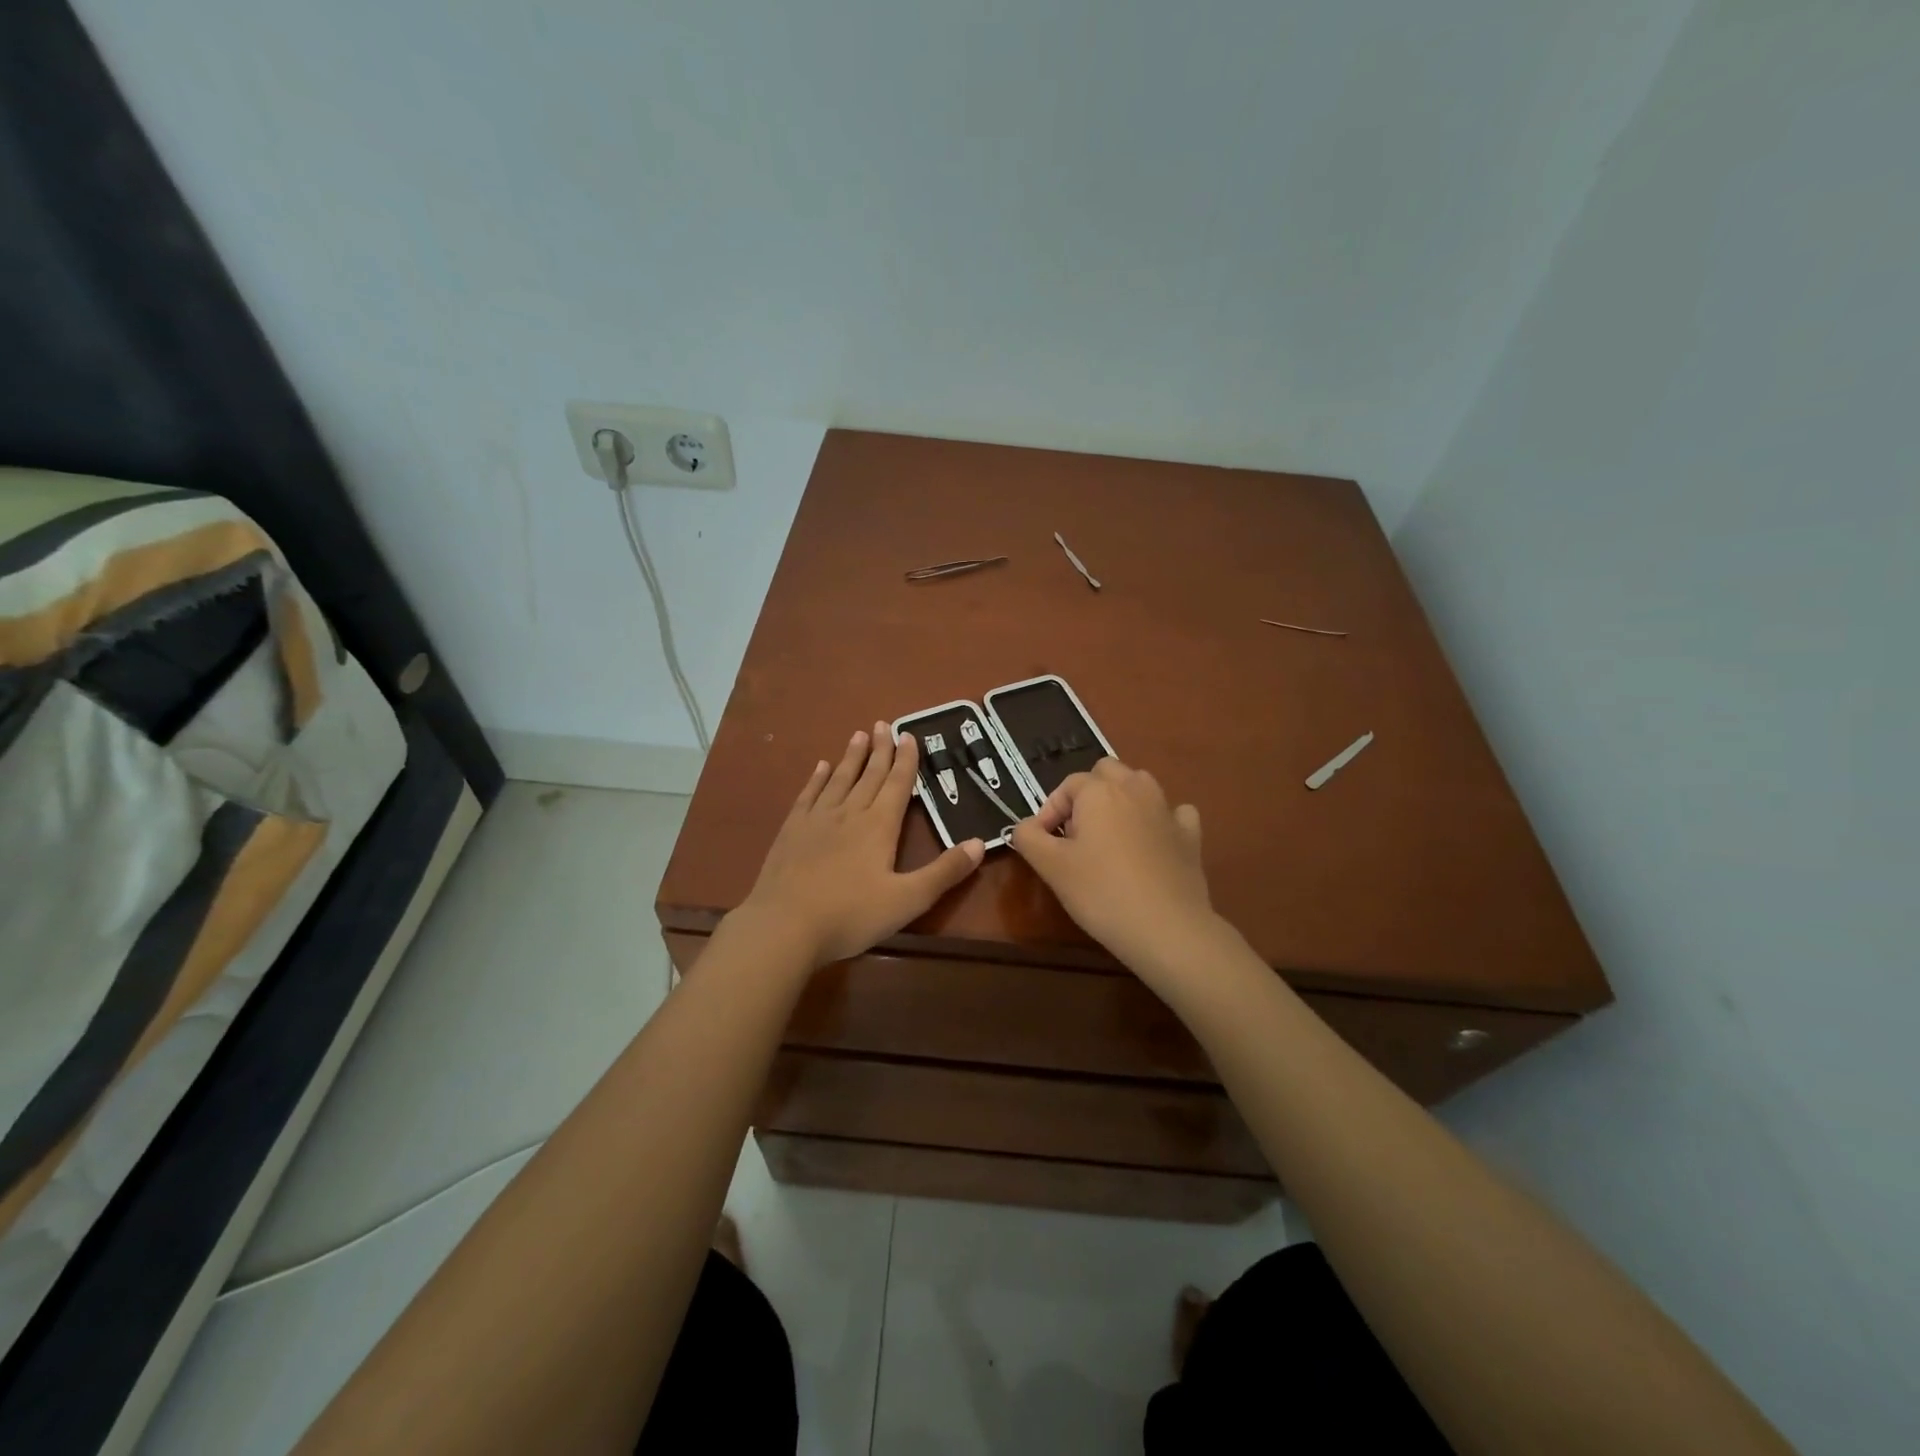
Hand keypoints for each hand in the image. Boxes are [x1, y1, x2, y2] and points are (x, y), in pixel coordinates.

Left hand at [736, 723, 984, 968]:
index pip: (897, 784)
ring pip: (839, 779)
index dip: (906, 760)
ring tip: (858, 735)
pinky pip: (809, 795)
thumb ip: (944, 872)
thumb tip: (980, 843)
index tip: (909, 735)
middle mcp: (849, 813)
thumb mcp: (908, 900)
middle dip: (880, 750)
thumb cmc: (851, 915)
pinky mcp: (792, 831)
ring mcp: (817, 820)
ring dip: (851, 757)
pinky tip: (821, 768)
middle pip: (869, 775)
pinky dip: (817, 779)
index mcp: (879, 826)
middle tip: (883, 724)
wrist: (784, 926)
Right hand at [1009, 758, 1221, 985]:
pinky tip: (1152, 844)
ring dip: (1122, 801)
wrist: (1166, 927)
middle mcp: (1135, 788)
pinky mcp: (1190, 834)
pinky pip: (1173, 813)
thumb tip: (1025, 826)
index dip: (1049, 811)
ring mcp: (1167, 809)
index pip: (1067, 785)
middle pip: (1106, 772)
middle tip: (1077, 833)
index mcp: (1099, 791)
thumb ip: (1028, 837)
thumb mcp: (1050, 867)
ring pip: (1140, 786)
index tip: (1043, 843)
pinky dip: (1160, 821)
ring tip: (1110, 837)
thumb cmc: (1101, 892)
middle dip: (1088, 794)